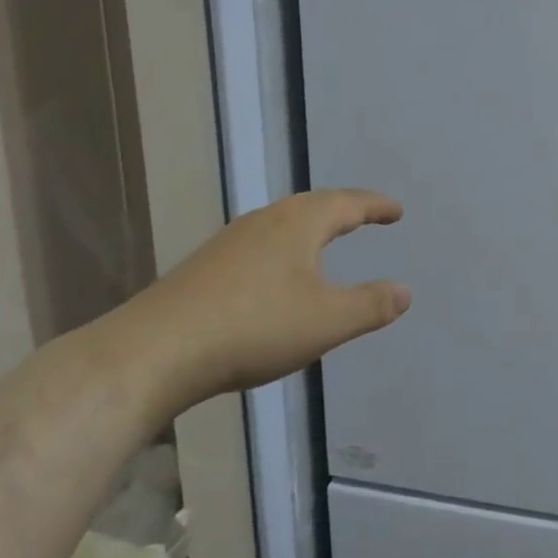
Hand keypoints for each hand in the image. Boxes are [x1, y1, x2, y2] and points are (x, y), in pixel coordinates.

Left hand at [107, 189, 409, 413]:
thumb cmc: (253, 328)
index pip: (347, 204)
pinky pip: (259, 245)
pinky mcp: (204, 269)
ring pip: (282, 224)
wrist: (152, 353)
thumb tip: (405, 291)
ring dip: (311, 228)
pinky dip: (284, 249)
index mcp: (298, 224)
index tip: (396, 211)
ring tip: (326, 239)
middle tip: (366, 216)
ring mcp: (229, 244)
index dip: (376, 206)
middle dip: (343, 210)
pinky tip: (277, 274)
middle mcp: (264, 222)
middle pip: (312, 206)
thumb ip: (371, 305)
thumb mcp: (327, 321)